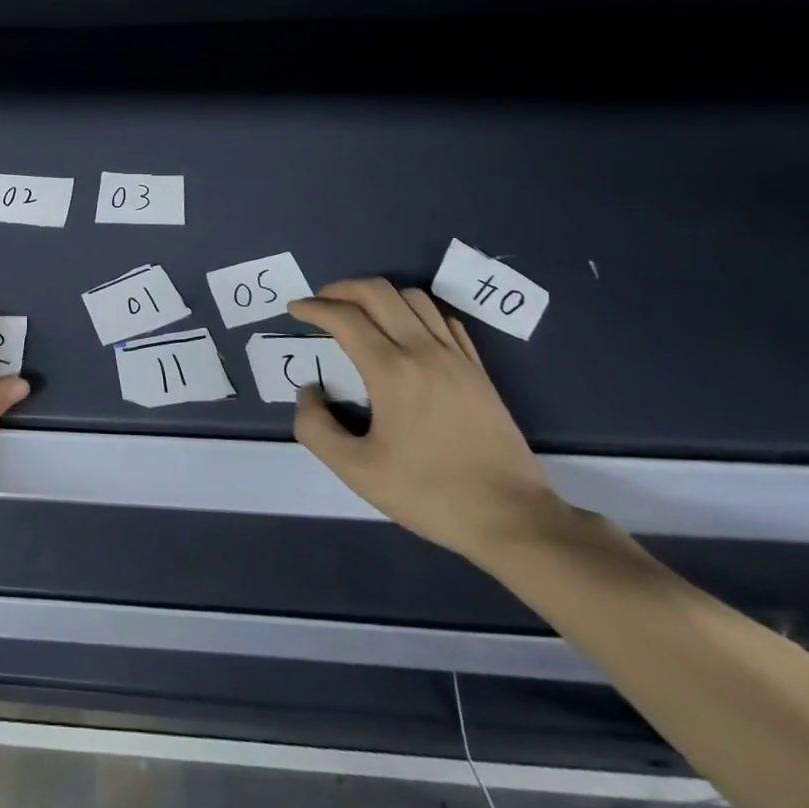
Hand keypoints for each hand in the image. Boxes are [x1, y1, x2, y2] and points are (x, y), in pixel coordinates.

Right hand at [290, 278, 562, 563]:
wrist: (513, 518)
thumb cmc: (430, 494)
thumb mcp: (356, 471)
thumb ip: (316, 428)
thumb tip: (309, 392)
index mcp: (391, 371)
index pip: (344, 317)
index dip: (313, 307)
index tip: (295, 310)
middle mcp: (423, 351)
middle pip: (378, 292)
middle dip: (341, 289)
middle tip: (321, 304)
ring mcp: (456, 357)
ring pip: (413, 297)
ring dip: (379, 296)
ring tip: (360, 314)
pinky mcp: (478, 370)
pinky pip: (443, 319)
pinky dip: (415, 312)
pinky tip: (405, 332)